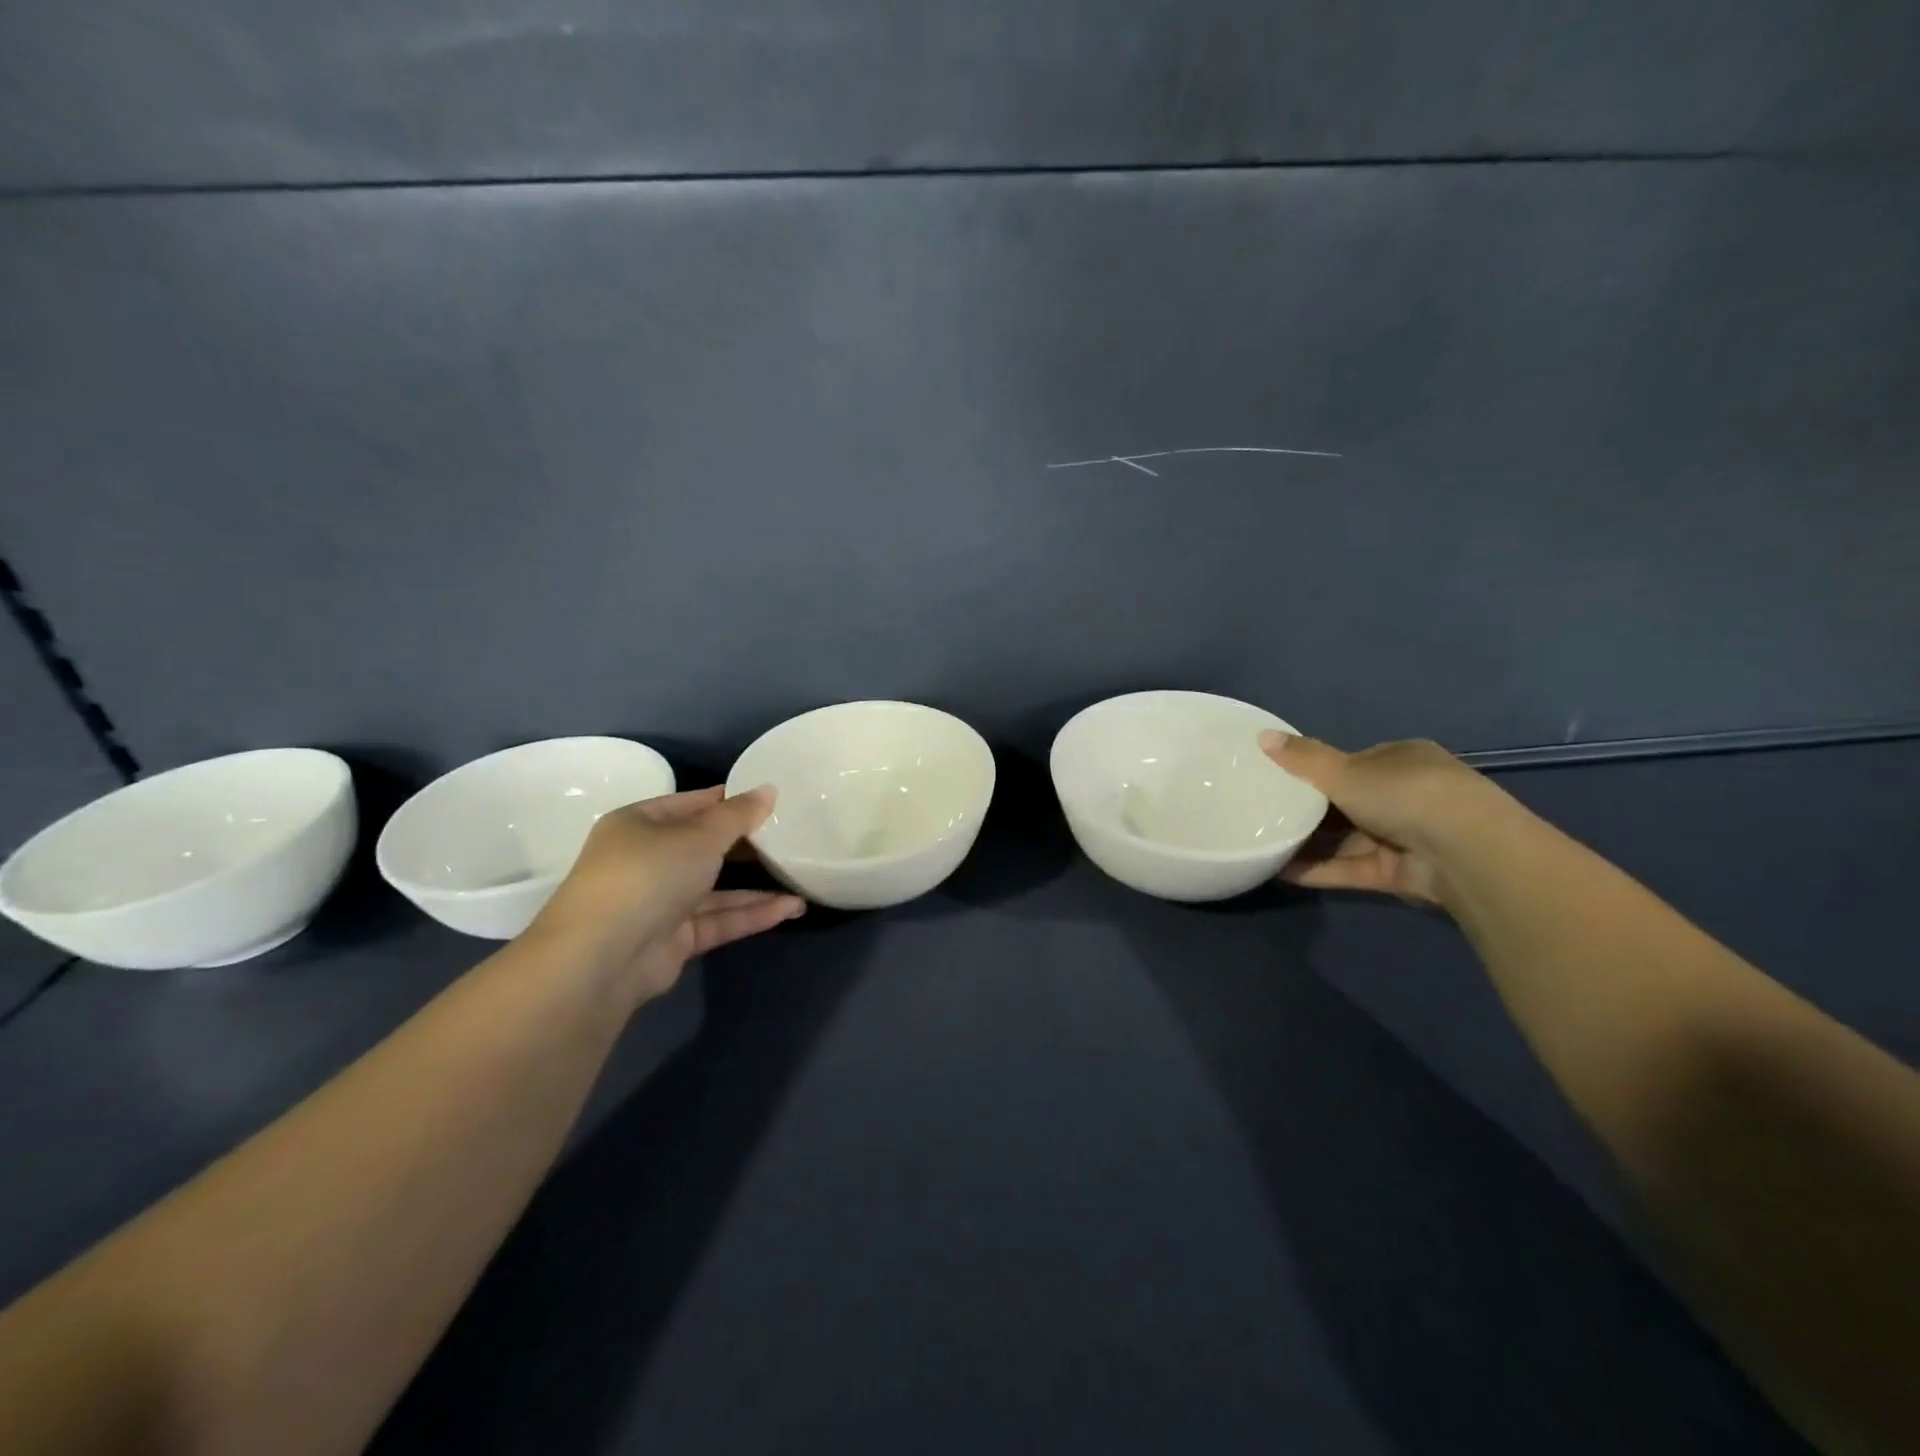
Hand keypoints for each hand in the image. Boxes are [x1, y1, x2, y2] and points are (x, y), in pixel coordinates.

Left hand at [530, 785, 804, 1006]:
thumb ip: (738, 815)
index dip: (730, 800)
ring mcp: (659, 902)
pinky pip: (718, 919)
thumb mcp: (699, 835)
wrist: (602, 959)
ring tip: (803, 878)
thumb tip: (769, 790)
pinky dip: (752, 914)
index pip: (691, 804)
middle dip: (747, 845)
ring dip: (757, 886)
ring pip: (716, 889)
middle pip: (705, 847)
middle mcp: (647, 861)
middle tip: (793, 837)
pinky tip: (791, 908)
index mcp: (640, 824)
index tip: (772, 799)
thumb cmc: (648, 875)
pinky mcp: (673, 939)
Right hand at [1259, 733, 1508, 906]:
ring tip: (1261, 844)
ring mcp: (1406, 837)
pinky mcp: (1400, 873)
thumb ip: (1303, 758)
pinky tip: (1279, 871)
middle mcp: (1407, 796)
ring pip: (1346, 839)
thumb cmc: (1405, 794)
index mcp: (1401, 760)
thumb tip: (1261, 736)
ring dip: (1308, 843)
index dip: (1316, 771)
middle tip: (1262, 813)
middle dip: (1307, 810)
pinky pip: (1351, 868)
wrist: (1467, 853)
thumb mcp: (1344, 770)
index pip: (1353, 763)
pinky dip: (1319, 869)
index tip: (1278, 780)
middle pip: (1347, 803)